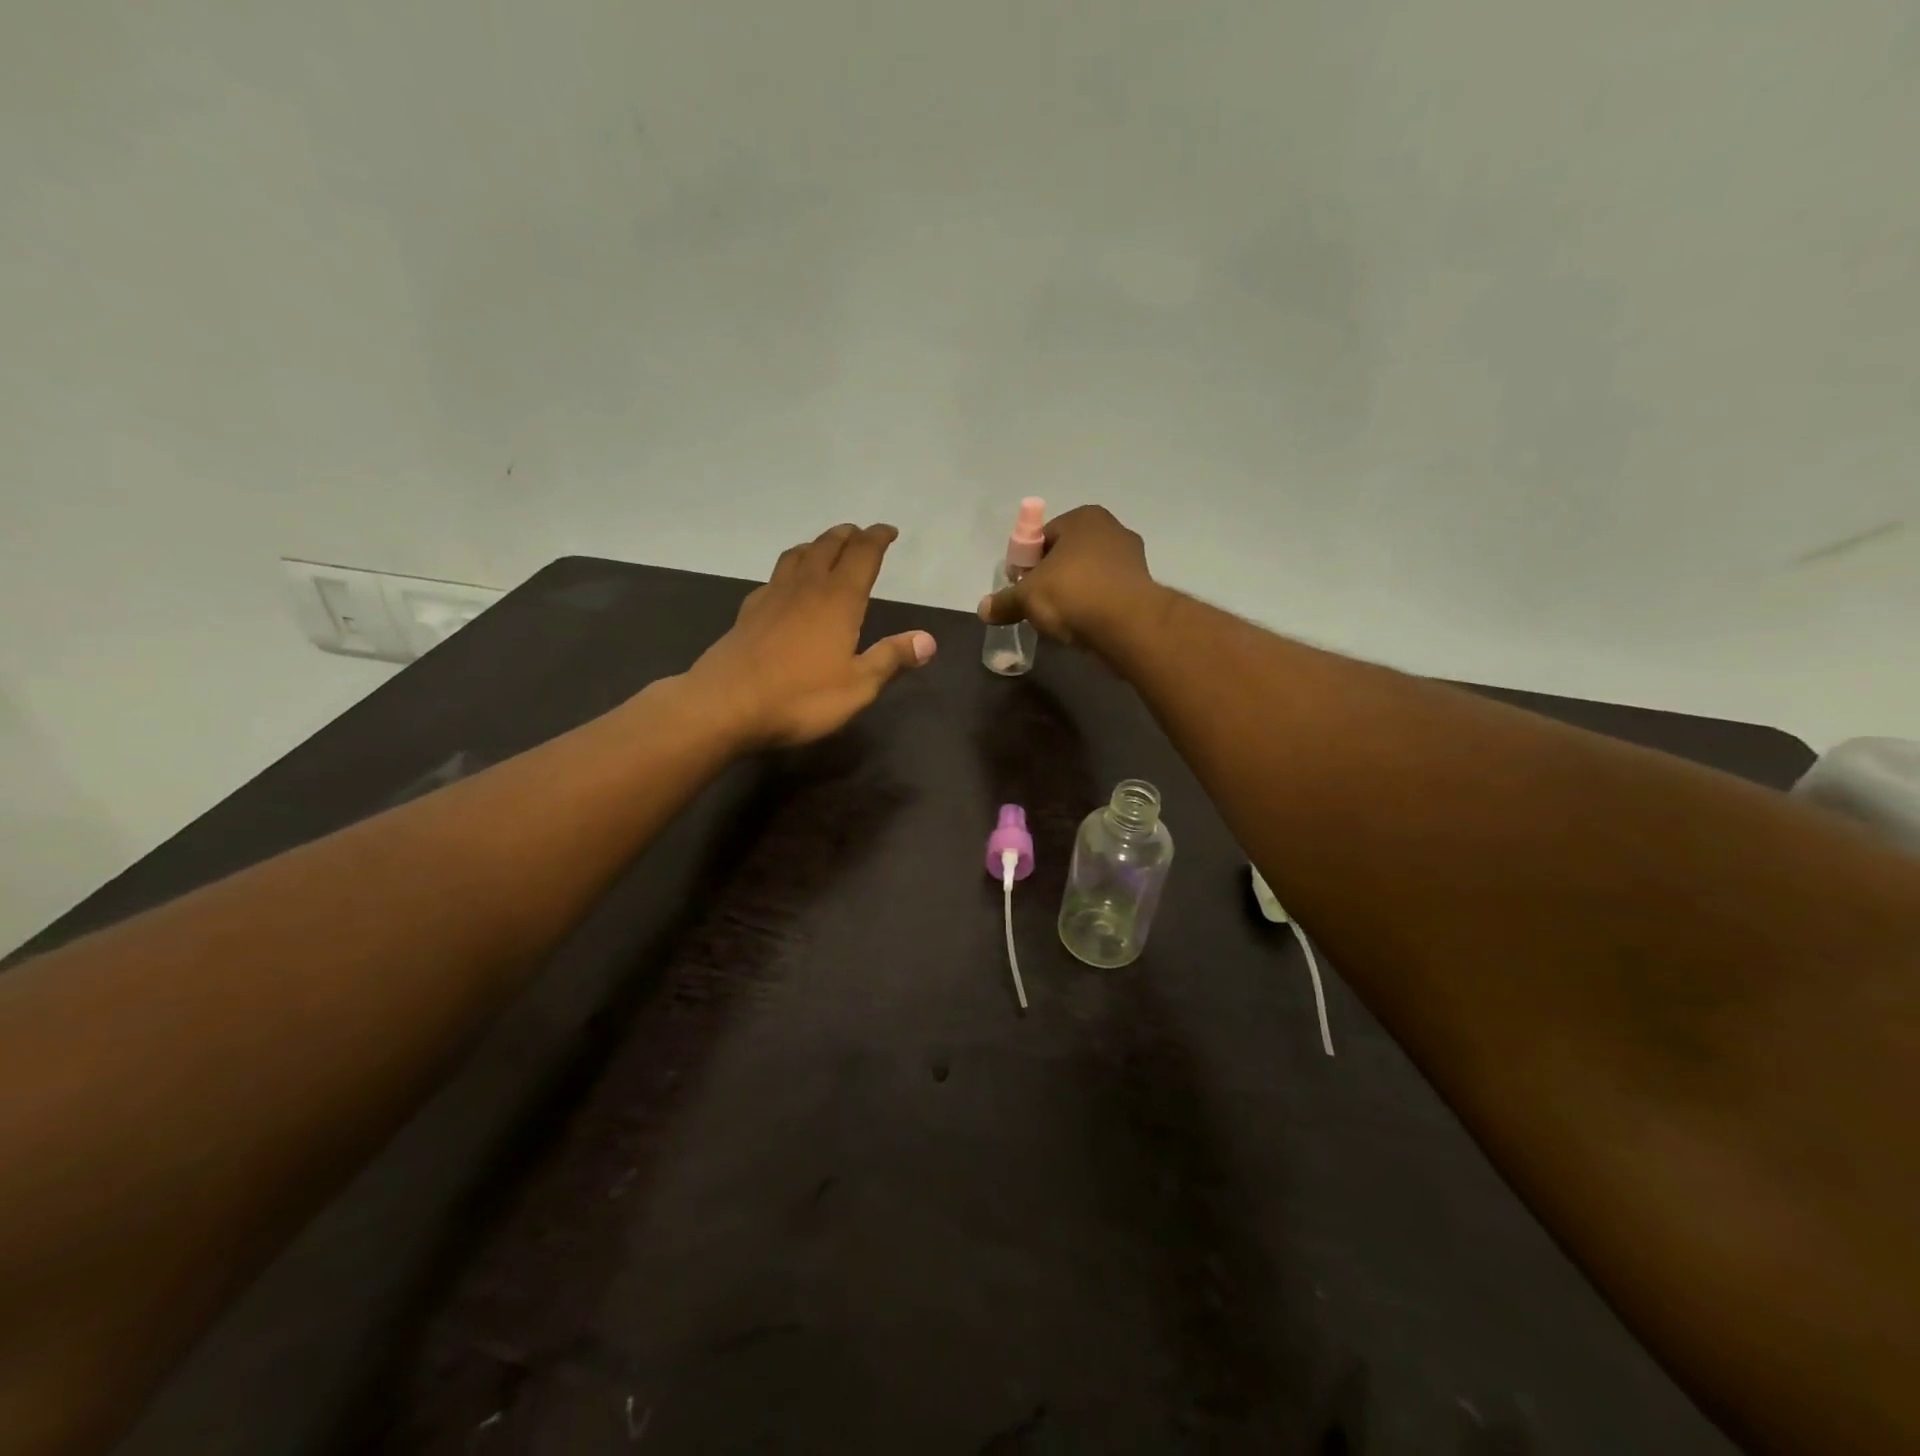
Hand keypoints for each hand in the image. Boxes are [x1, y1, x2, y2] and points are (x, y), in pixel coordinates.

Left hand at [685, 523, 935, 748]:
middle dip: (848, 536)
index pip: (862, 555)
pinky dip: (790, 569)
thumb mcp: (857, 686)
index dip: (877, 538)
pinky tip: (787, 584)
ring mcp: (773, 597)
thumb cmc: (800, 698)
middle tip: (861, 533)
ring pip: (797, 555)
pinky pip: (775, 577)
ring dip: (817, 544)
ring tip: (826, 547)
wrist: (725, 705)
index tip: (889, 530)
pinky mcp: (749, 612)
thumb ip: (891, 659)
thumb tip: (928, 640)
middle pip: (828, 547)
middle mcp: (806, 588)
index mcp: (838, 600)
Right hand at [977, 505, 1154, 647]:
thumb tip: (983, 609)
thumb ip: (1004, 602)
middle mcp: (1112, 530)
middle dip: (1051, 579)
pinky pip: (1107, 595)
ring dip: (1074, 594)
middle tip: (1037, 605)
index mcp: (1083, 518)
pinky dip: (1094, 608)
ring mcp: (1133, 558)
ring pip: (1089, 576)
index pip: (1043, 537)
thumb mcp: (1028, 597)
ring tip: (1059, 621)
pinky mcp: (1143, 588)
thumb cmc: (1073, 594)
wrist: (1128, 625)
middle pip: (1068, 556)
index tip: (1020, 588)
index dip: (1027, 564)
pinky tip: (1083, 627)